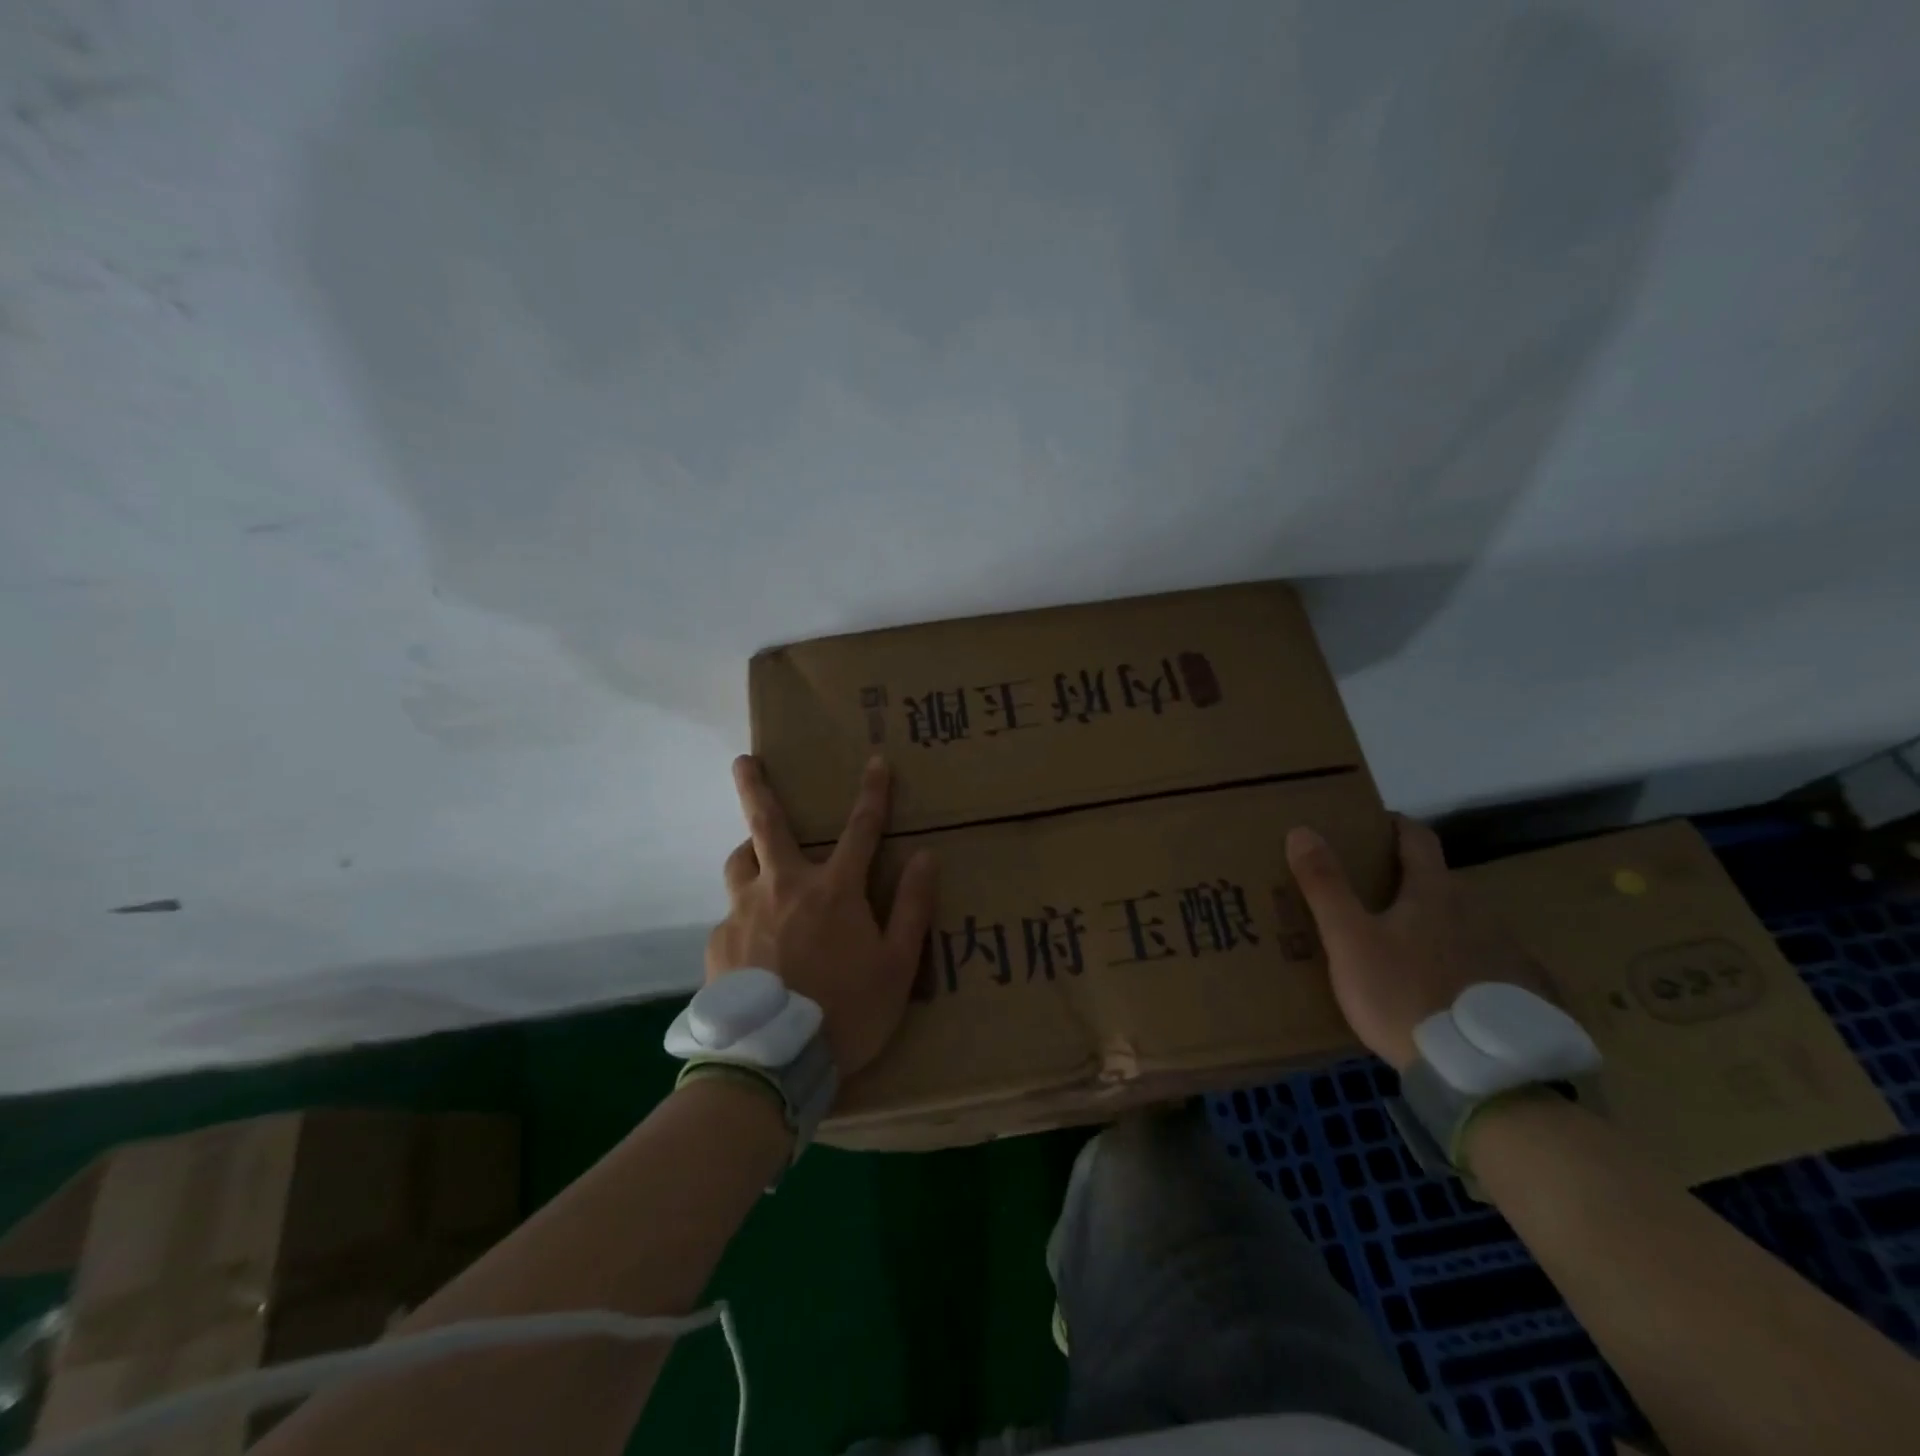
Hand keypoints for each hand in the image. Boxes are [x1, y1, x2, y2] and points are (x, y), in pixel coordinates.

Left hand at [707, 754, 938, 1079]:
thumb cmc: (848, 1011)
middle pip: (766, 824)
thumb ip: (913, 907)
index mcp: (833, 890)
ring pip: (739, 864)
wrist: (775, 1061)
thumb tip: (927, 857)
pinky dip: (746, 917)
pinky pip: (732, 916)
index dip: (873, 793)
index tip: (876, 762)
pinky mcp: (719, 942)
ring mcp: (744, 912)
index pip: (861, 829)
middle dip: (755, 786)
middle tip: (742, 760)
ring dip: (749, 852)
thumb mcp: (897, 965)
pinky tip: (754, 949)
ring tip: (756, 860)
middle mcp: (784, 887)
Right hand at [1285, 816, 1550, 1070]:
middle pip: (1439, 882)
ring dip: (1435, 925)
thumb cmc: (1404, 994)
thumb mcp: (1349, 941)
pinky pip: (1486, 964)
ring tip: (1405, 951)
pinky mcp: (1523, 994)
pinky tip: (1445, 993)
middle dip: (1407, 883)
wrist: (1483, 1075)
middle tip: (1372, 900)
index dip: (1393, 825)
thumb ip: (1325, 886)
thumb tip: (1302, 830)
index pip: (1417, 839)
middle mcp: (1477, 912)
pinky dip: (1461, 964)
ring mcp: (1506, 953)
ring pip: (1463, 924)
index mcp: (1434, 893)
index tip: (1372, 825)